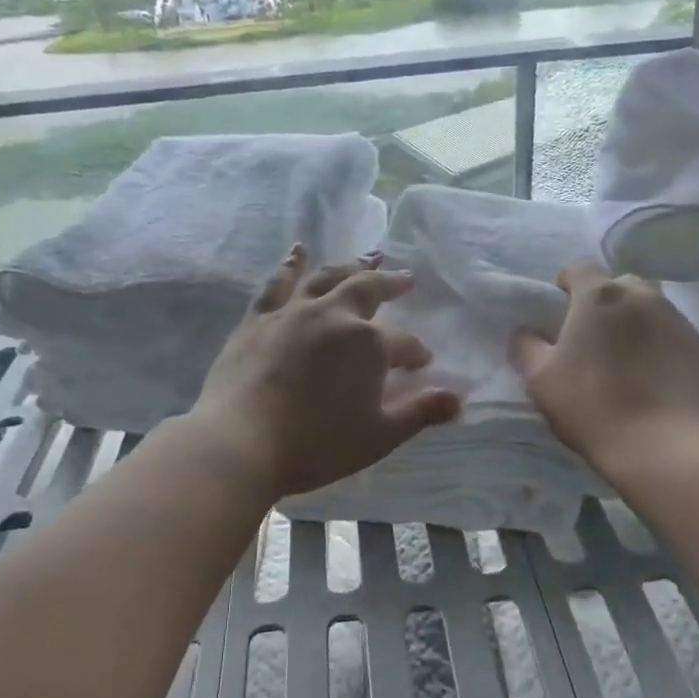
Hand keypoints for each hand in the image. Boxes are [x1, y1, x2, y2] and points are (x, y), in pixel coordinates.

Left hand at [192, 246, 462, 500]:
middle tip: (404, 279)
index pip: (403, 344)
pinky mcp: (258, 320)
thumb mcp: (378, 436)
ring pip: (326, 278)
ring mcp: (292, 313)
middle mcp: (333, 316)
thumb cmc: (316, 444)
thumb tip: (458, 400)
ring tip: (366, 258)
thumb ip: (419, 413)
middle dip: (390, 284)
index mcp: (368, 344)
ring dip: (349, 266)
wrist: (240, 443)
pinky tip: (297, 253)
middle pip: (368, 290)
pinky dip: (290, 266)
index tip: (422, 363)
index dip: (415, 352)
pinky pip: (277, 284)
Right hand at [511, 263, 698, 473]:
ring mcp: (679, 321)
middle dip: (603, 303)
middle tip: (592, 340)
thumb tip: (526, 332)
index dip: (565, 286)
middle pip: (618, 286)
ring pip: (650, 309)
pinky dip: (660, 347)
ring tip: (625, 363)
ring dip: (634, 324)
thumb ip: (527, 347)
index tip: (559, 314)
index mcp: (600, 296)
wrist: (665, 448)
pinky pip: (673, 337)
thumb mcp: (540, 380)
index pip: (578, 268)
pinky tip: (653, 381)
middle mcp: (643, 296)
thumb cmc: (592, 407)